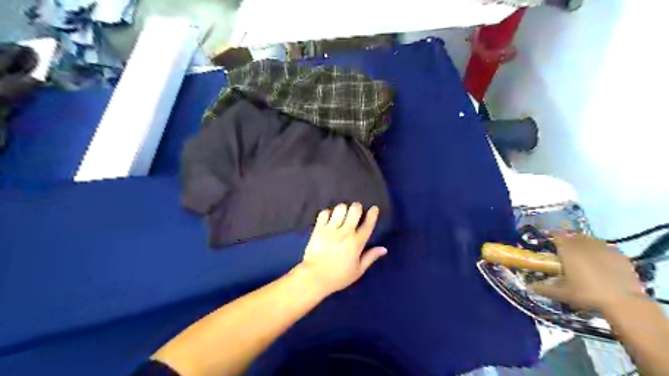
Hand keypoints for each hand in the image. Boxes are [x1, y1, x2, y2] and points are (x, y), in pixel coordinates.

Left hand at [298, 203, 386, 295]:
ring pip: (340, 208)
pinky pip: (324, 213)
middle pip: (354, 210)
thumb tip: (384, 249)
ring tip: (342, 214)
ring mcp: (330, 229)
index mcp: (356, 243)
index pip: (368, 224)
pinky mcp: (318, 229)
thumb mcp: (358, 270)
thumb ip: (371, 257)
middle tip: (356, 211)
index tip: (374, 209)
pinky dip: (328, 213)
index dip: (373, 214)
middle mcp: (345, 233)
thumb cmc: (338, 276)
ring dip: (343, 209)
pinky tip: (330, 218)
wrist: (314, 277)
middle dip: (357, 207)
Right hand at [528, 235, 642, 311]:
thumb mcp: (562, 294)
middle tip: (565, 245)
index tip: (549, 237)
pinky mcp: (620, 256)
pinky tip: (601, 257)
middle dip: (569, 238)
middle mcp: (584, 246)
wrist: (623, 303)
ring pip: (591, 239)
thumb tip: (528, 287)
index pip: (557, 236)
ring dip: (585, 241)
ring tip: (583, 249)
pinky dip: (601, 249)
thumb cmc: (587, 295)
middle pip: (574, 235)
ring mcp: (604, 249)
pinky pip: (607, 247)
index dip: (552, 235)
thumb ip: (544, 288)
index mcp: (568, 252)